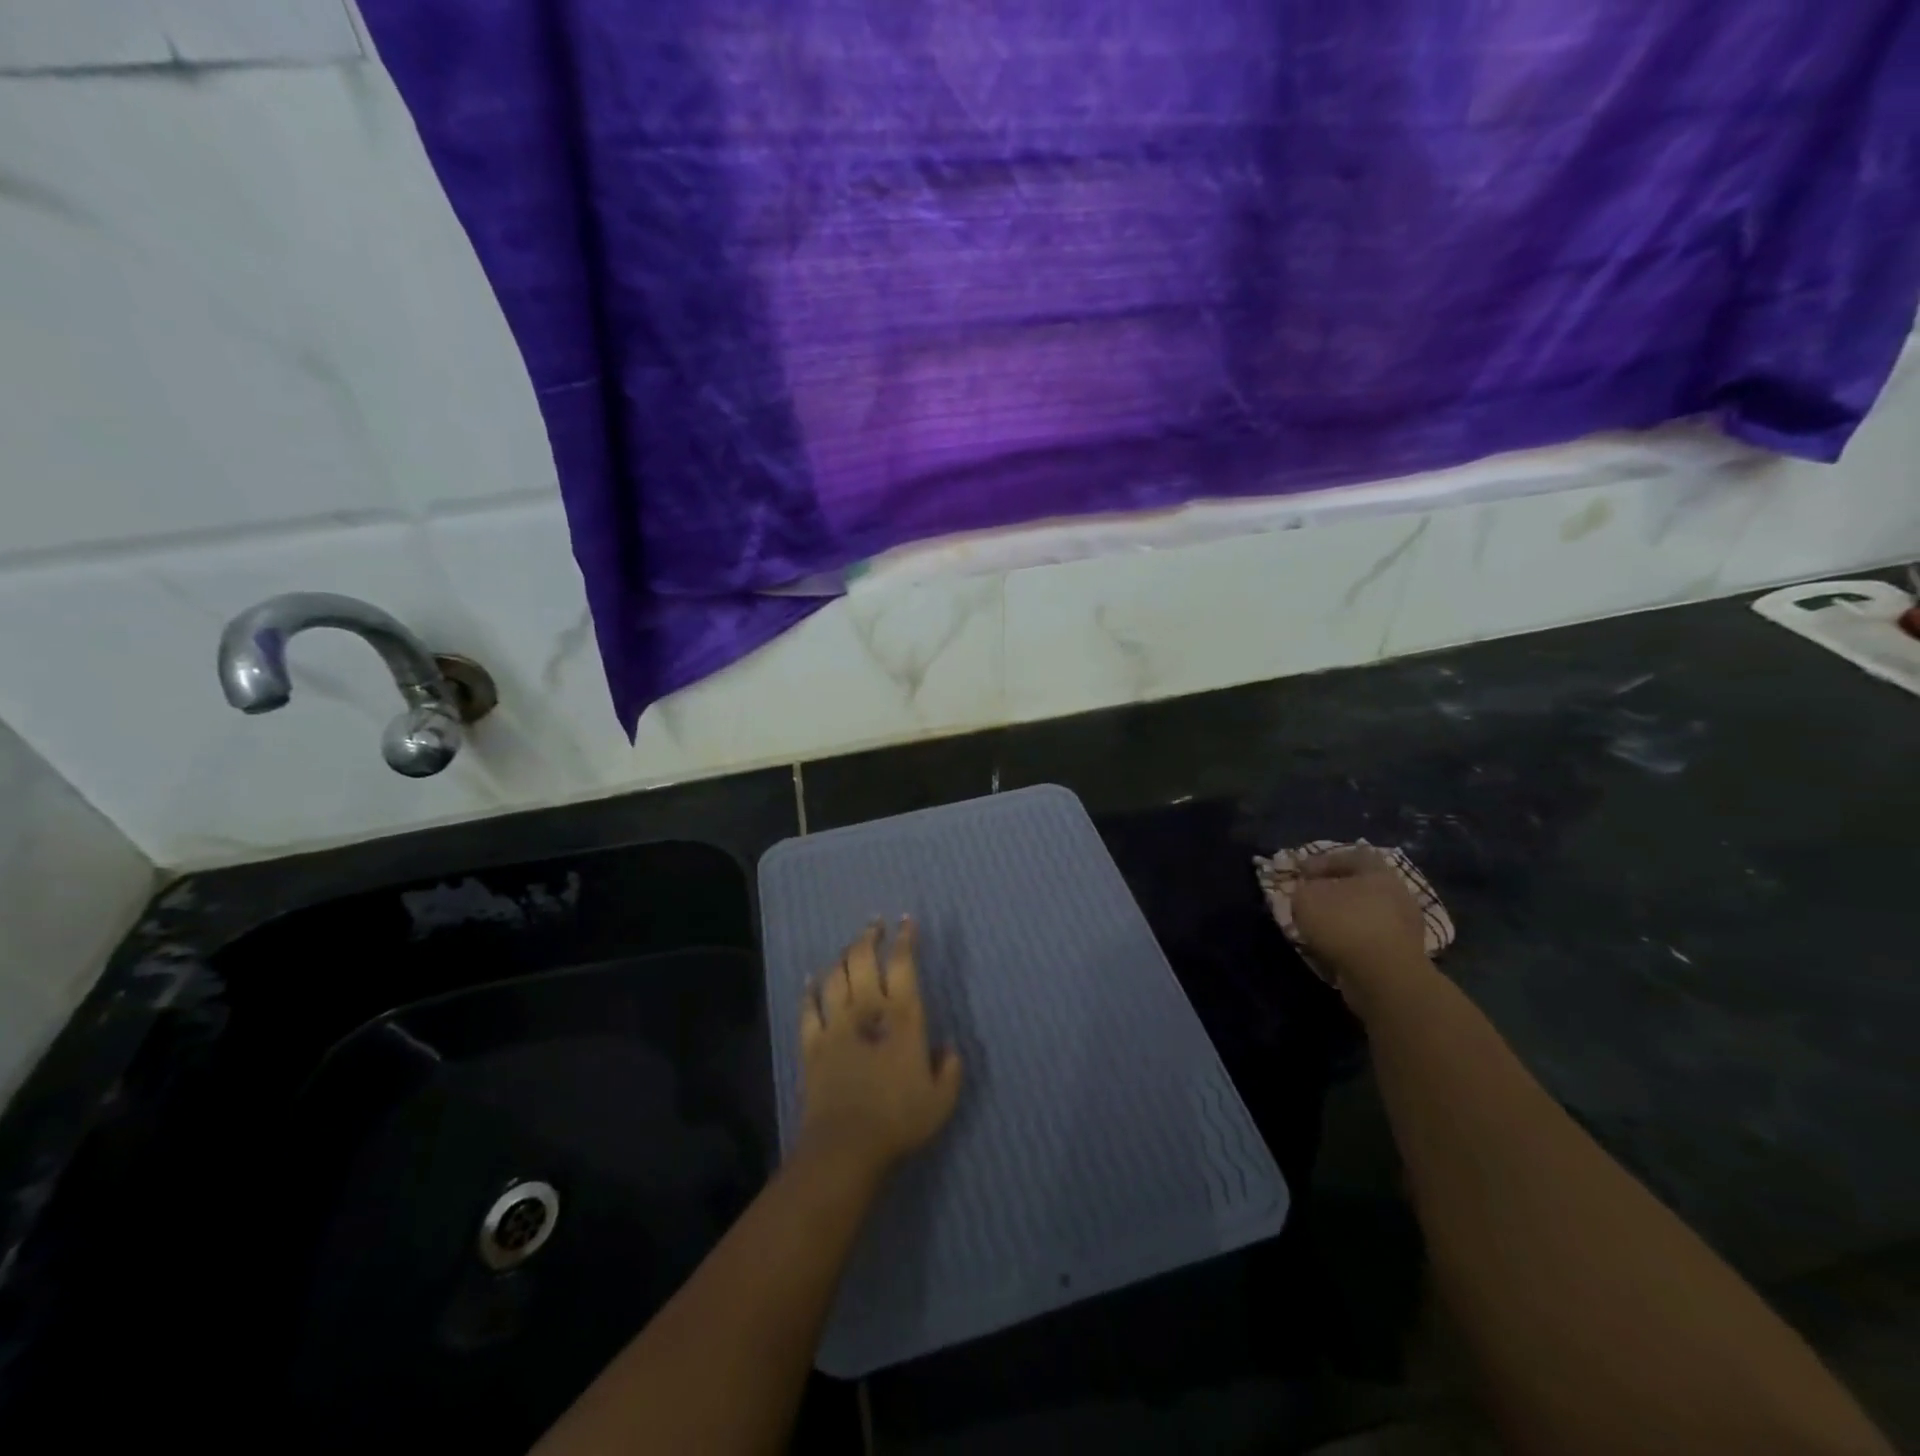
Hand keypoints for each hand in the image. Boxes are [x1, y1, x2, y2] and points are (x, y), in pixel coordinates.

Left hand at [798, 917, 962, 1181]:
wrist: (845, 1146)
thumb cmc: (899, 1120)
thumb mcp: (942, 1099)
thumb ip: (950, 1069)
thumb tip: (948, 1049)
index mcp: (903, 1016)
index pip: (903, 963)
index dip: (905, 939)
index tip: (907, 922)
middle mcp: (867, 1009)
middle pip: (864, 958)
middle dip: (870, 936)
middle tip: (875, 924)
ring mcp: (835, 1023)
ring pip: (836, 975)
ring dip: (844, 956)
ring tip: (850, 947)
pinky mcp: (811, 1043)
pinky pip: (808, 1006)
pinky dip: (810, 989)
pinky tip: (811, 979)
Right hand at [1290, 848, 1432, 1005]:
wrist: (1385, 977)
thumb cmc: (1344, 924)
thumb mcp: (1306, 898)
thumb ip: (1303, 889)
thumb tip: (1307, 890)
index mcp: (1378, 871)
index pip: (1350, 855)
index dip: (1321, 861)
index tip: (1300, 873)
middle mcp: (1397, 893)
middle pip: (1361, 885)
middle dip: (1334, 891)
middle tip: (1311, 899)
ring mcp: (1406, 925)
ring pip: (1367, 913)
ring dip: (1344, 918)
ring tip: (1319, 928)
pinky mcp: (1405, 954)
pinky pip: (1372, 938)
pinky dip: (1353, 940)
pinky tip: (1335, 948)